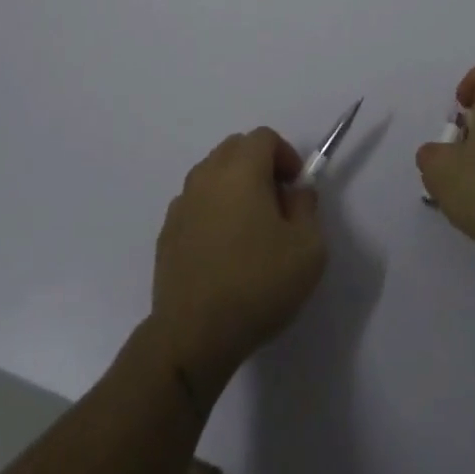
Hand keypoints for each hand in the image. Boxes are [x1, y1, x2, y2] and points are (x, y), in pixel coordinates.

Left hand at [148, 129, 327, 392]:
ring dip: (234, 187)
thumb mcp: (308, 247)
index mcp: (241, 170)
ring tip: (250, 229)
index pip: (264, 137)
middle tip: (277, 203)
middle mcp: (206, 176)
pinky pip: (195, 205)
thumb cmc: (258, 284)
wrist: (194, 336)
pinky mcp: (166, 233)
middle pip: (235, 149)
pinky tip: (223, 251)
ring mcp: (181, 204)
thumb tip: (295, 192)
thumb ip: (307, 208)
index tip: (296, 187)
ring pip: (212, 175)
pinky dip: (212, 212)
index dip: (285, 155)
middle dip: (259, 165)